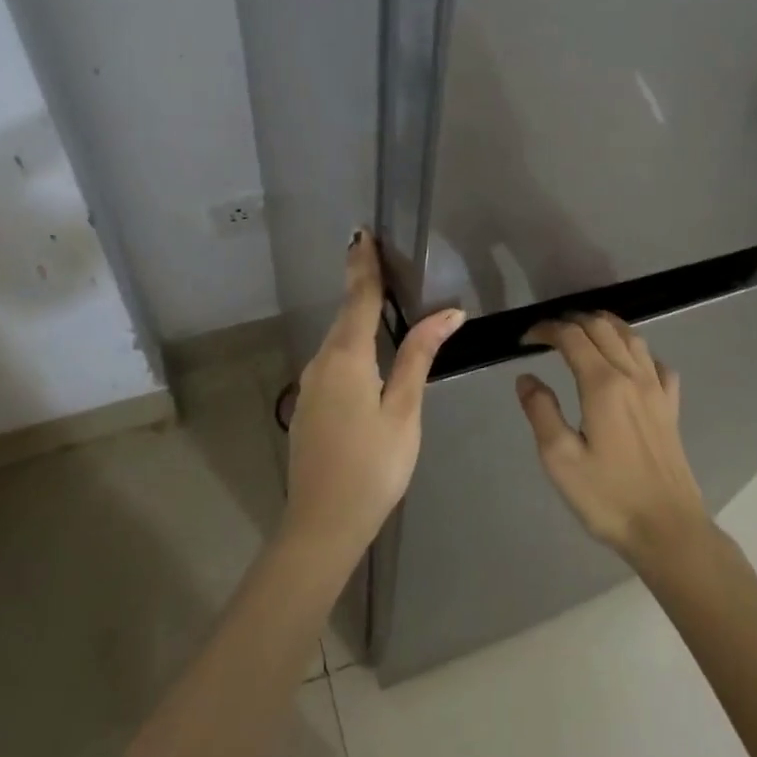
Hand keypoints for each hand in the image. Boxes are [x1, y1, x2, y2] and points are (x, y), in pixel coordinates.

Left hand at [285, 233, 464, 559]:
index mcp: (346, 358)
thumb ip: (420, 356)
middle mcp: (321, 363)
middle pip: (345, 315)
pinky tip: (368, 350)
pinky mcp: (309, 405)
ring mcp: (310, 385)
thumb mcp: (404, 409)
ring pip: (338, 340)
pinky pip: (333, 361)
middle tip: (379, 255)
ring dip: (357, 314)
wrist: (322, 523)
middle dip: (361, 283)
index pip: (359, 298)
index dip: (364, 264)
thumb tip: (448, 312)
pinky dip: (351, 343)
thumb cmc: (373, 466)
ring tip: (381, 295)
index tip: (363, 232)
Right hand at [515, 313, 709, 569]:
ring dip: (605, 326)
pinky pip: (657, 363)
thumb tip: (526, 377)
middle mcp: (633, 376)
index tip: (526, 339)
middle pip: (602, 328)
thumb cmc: (608, 497)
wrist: (667, 528)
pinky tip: (629, 364)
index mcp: (603, 384)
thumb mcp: (560, 459)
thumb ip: (541, 411)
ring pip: (632, 337)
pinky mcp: (672, 407)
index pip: (572, 337)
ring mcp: (657, 389)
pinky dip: (638, 351)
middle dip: (572, 321)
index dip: (546, 330)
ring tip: (584, 333)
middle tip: (549, 334)